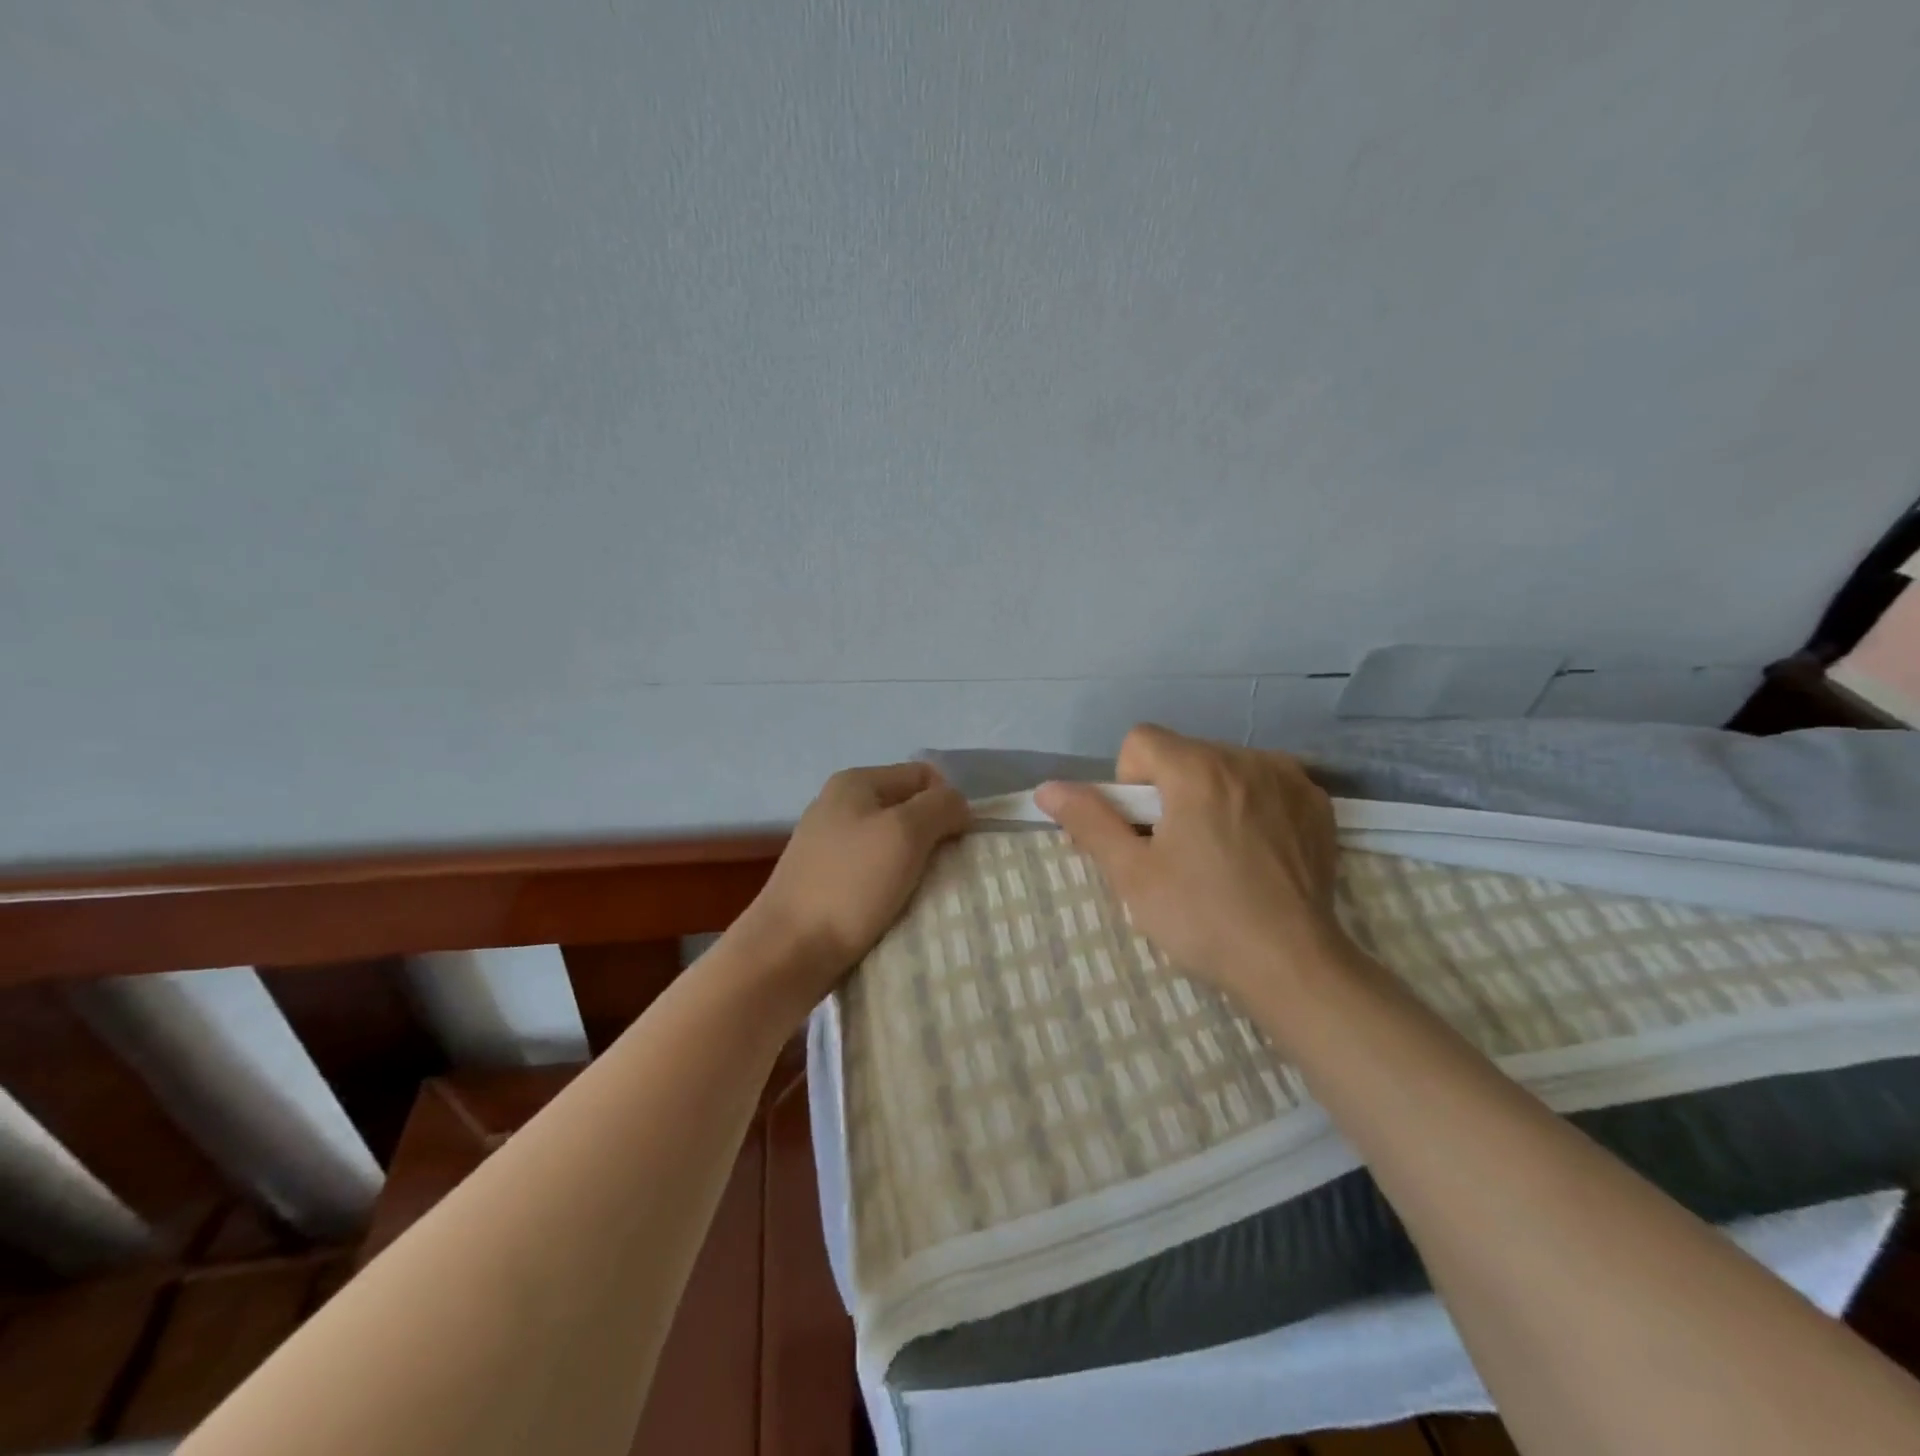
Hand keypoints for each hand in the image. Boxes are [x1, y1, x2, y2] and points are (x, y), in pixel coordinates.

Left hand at [736, 763, 970, 1011]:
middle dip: (933, 835)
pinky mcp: (827, 880)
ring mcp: (830, 844)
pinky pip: (875, 871)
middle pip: (908, 808)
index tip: (957, 842)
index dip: (948, 803)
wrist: (788, 951)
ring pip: (893, 843)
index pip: (923, 775)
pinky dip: (893, 885)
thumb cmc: (850, 884)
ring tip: (923, 892)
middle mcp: (840, 805)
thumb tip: (957, 805)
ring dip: (915, 864)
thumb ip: (940, 807)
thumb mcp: (905, 833)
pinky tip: (897, 907)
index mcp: (856, 782)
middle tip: (944, 870)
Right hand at [1034, 726, 1351, 1006]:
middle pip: (1183, 756)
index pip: (1140, 741)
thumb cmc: (1202, 918)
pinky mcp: (1317, 804)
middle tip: (1176, 852)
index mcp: (1197, 769)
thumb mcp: (1132, 874)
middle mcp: (1246, 758)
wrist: (1292, 964)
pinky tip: (1257, 852)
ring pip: (1224, 769)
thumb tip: (1047, 788)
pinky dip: (1251, 806)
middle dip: (1169, 793)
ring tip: (1219, 855)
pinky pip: (1266, 786)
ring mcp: (1289, 778)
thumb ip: (1089, 821)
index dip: (1127, 783)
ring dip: (1209, 797)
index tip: (1143, 832)